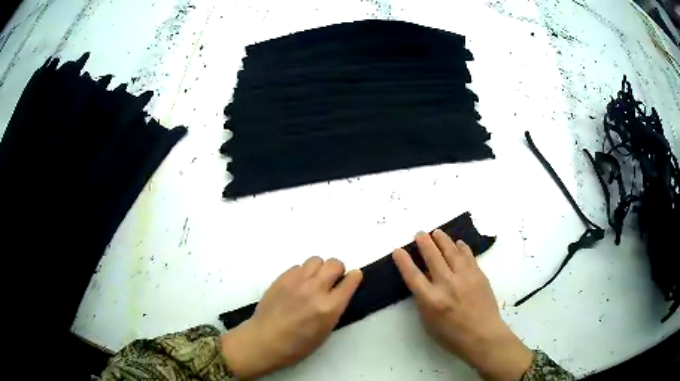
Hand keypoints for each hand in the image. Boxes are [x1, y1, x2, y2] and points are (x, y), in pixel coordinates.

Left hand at [219, 257, 362, 378]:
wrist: (264, 340)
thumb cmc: (297, 345)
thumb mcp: (325, 331)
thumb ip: (335, 309)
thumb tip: (339, 293)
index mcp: (329, 307)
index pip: (350, 281)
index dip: (355, 277)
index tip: (354, 278)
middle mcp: (315, 290)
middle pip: (334, 264)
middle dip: (338, 270)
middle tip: (333, 281)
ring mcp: (296, 281)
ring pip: (316, 260)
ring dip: (320, 269)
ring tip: (314, 281)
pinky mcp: (282, 278)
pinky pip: (298, 266)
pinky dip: (303, 273)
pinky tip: (298, 285)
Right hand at [393, 230, 532, 380]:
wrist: (483, 335)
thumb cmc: (452, 335)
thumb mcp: (429, 322)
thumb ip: (424, 300)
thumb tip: (423, 281)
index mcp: (431, 300)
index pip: (413, 275)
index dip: (403, 261)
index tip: (398, 250)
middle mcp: (446, 285)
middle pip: (432, 257)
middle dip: (424, 242)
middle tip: (419, 233)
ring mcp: (464, 277)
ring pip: (451, 251)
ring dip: (442, 239)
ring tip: (436, 232)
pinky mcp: (478, 275)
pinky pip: (468, 256)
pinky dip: (461, 247)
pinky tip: (458, 243)